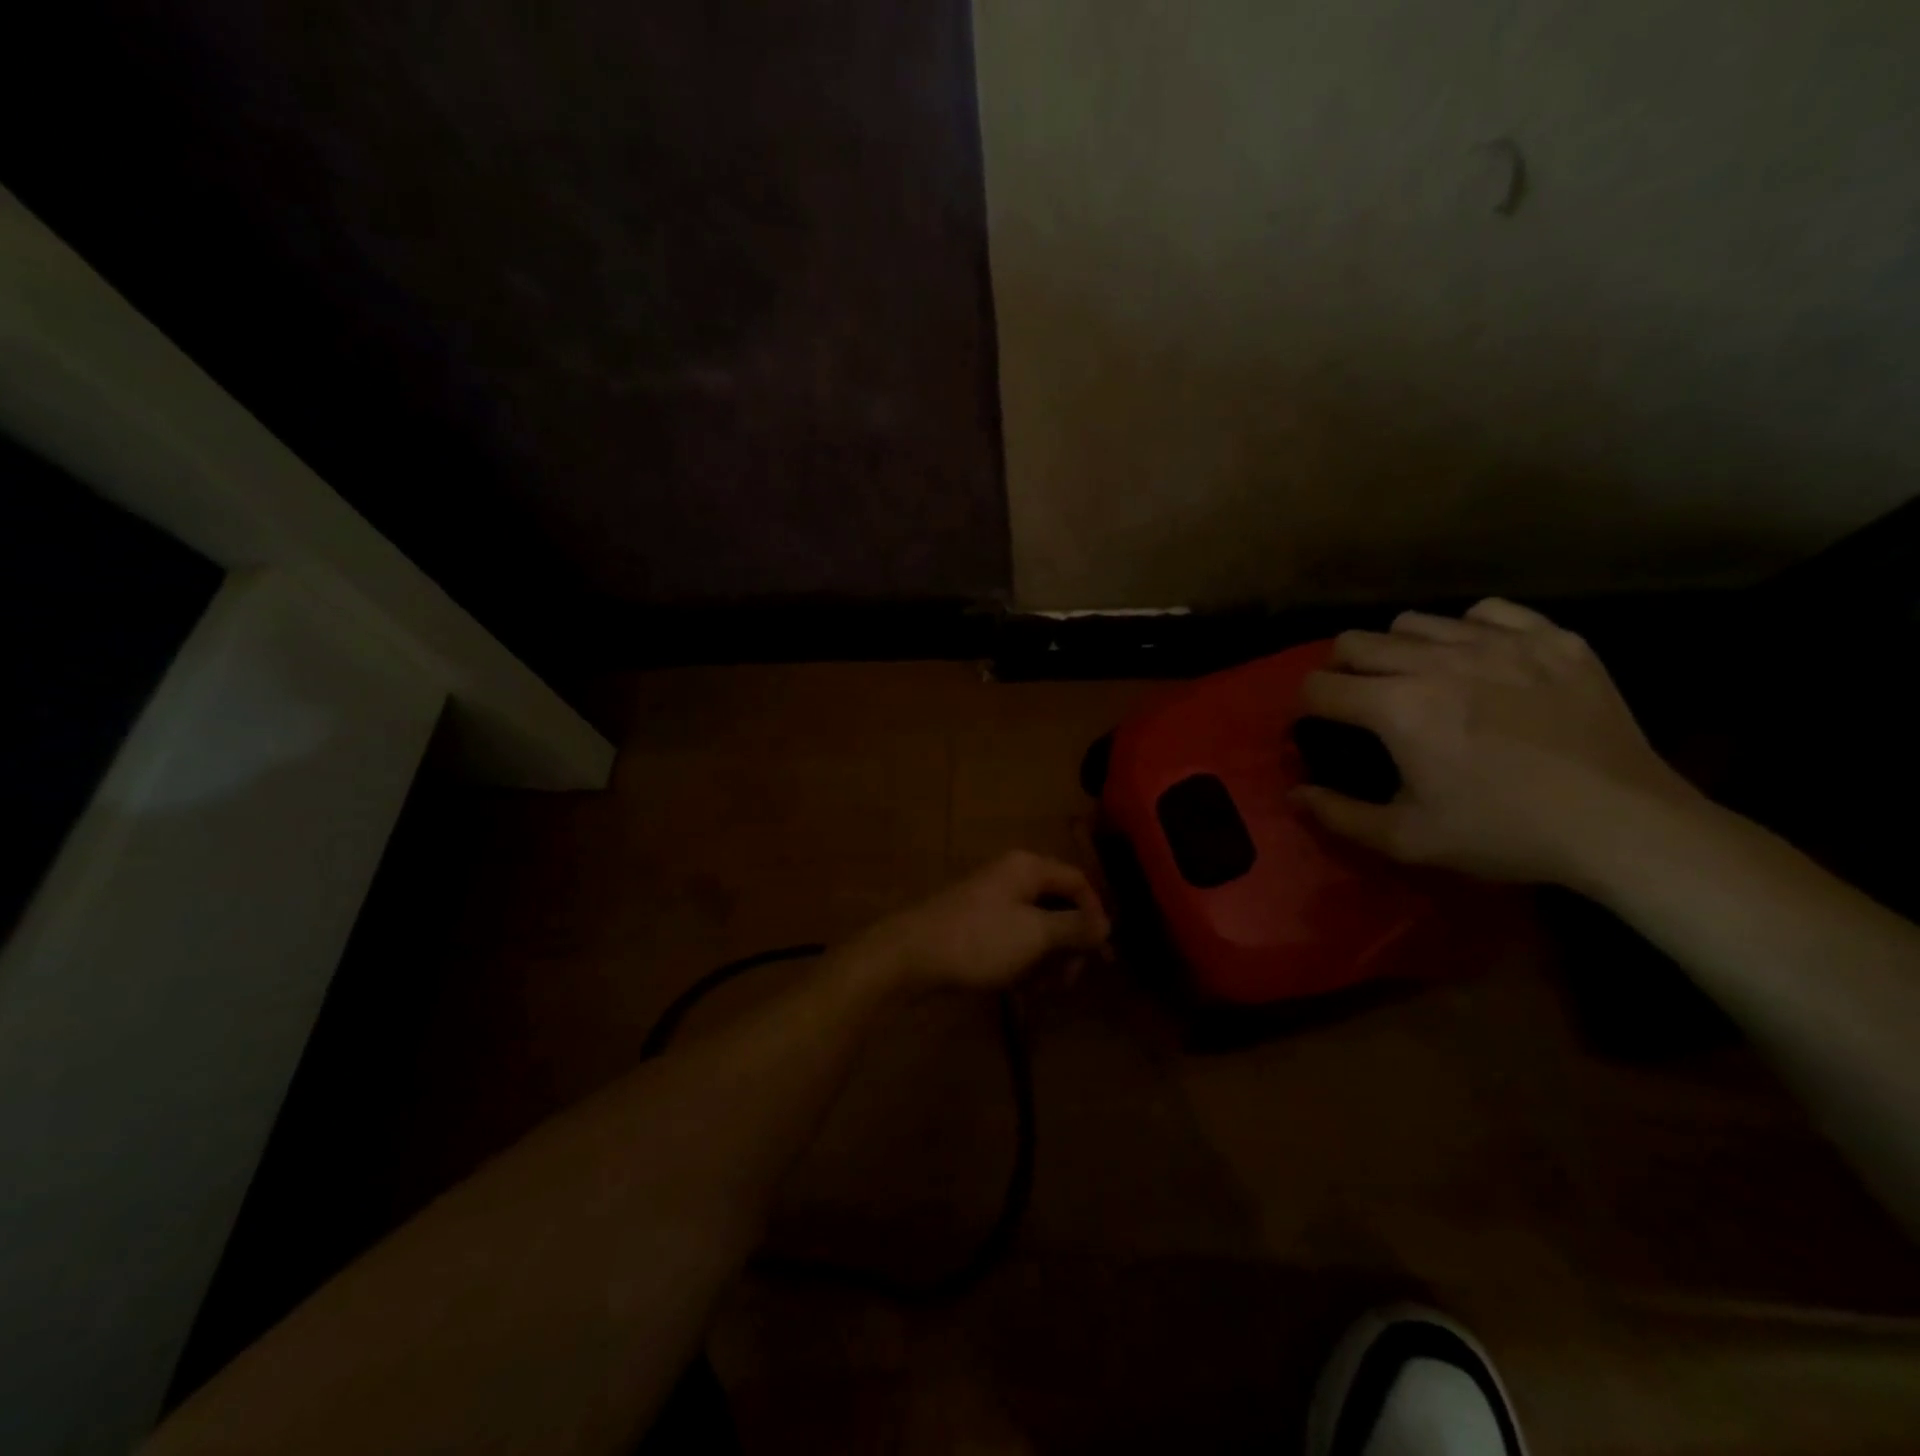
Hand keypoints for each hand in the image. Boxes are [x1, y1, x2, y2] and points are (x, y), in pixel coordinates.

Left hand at [854, 851, 1110, 995]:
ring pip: (1036, 927)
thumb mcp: (1035, 934)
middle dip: (1069, 943)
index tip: (1102, 956)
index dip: (1096, 916)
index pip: (1078, 882)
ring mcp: (990, 901)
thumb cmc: (979, 940)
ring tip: (1040, 988)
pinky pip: (1013, 939)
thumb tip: (1106, 924)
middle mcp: (1011, 877)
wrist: (909, 957)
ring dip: (1047, 957)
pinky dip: (1022, 961)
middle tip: (1069, 979)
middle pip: (1058, 905)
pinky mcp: (975, 925)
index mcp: (1027, 868)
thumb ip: (1075, 927)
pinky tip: (1019, 987)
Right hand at [1295, 598, 1700, 884]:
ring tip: (1418, 680)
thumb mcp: (1408, 839)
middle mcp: (1437, 661)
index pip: (1318, 685)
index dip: (1307, 707)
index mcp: (1397, 708)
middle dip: (1342, 671)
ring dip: (1399, 650)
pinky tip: (1479, 662)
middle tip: (1361, 702)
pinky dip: (1468, 631)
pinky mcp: (1551, 638)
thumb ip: (1338, 814)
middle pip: (1354, 641)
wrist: (1623, 824)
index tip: (1320, 726)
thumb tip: (1293, 794)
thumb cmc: (1505, 833)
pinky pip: (1486, 612)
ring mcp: (1498, 643)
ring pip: (1414, 621)